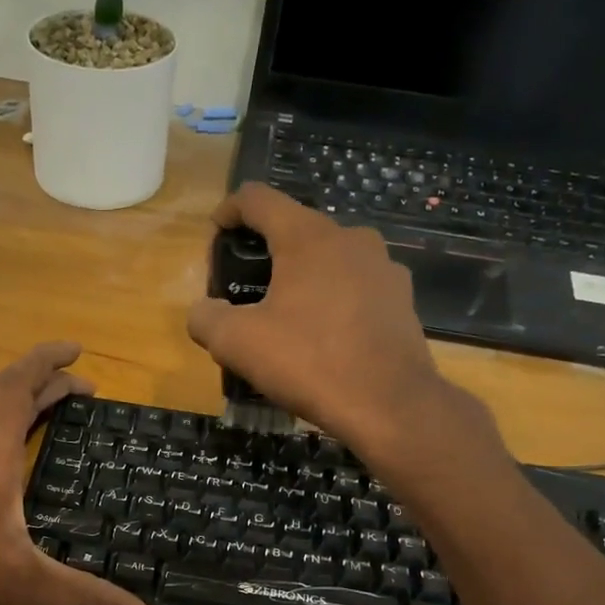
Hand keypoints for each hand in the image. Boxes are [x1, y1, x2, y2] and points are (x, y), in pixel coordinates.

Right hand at [187, 184, 494, 460]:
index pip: (258, 199)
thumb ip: (206, 318)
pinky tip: (322, 338)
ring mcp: (383, 268)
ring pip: (329, 260)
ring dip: (301, 279)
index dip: (228, 211)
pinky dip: (331, 302)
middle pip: (295, 229)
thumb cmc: (308, 362)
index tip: (215, 236)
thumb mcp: (236, 344)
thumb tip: (203, 312)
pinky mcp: (401, 300)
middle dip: (265, 253)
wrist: (389, 405)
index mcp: (307, 237)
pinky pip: (355, 288)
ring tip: (284, 318)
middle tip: (245, 291)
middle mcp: (351, 238)